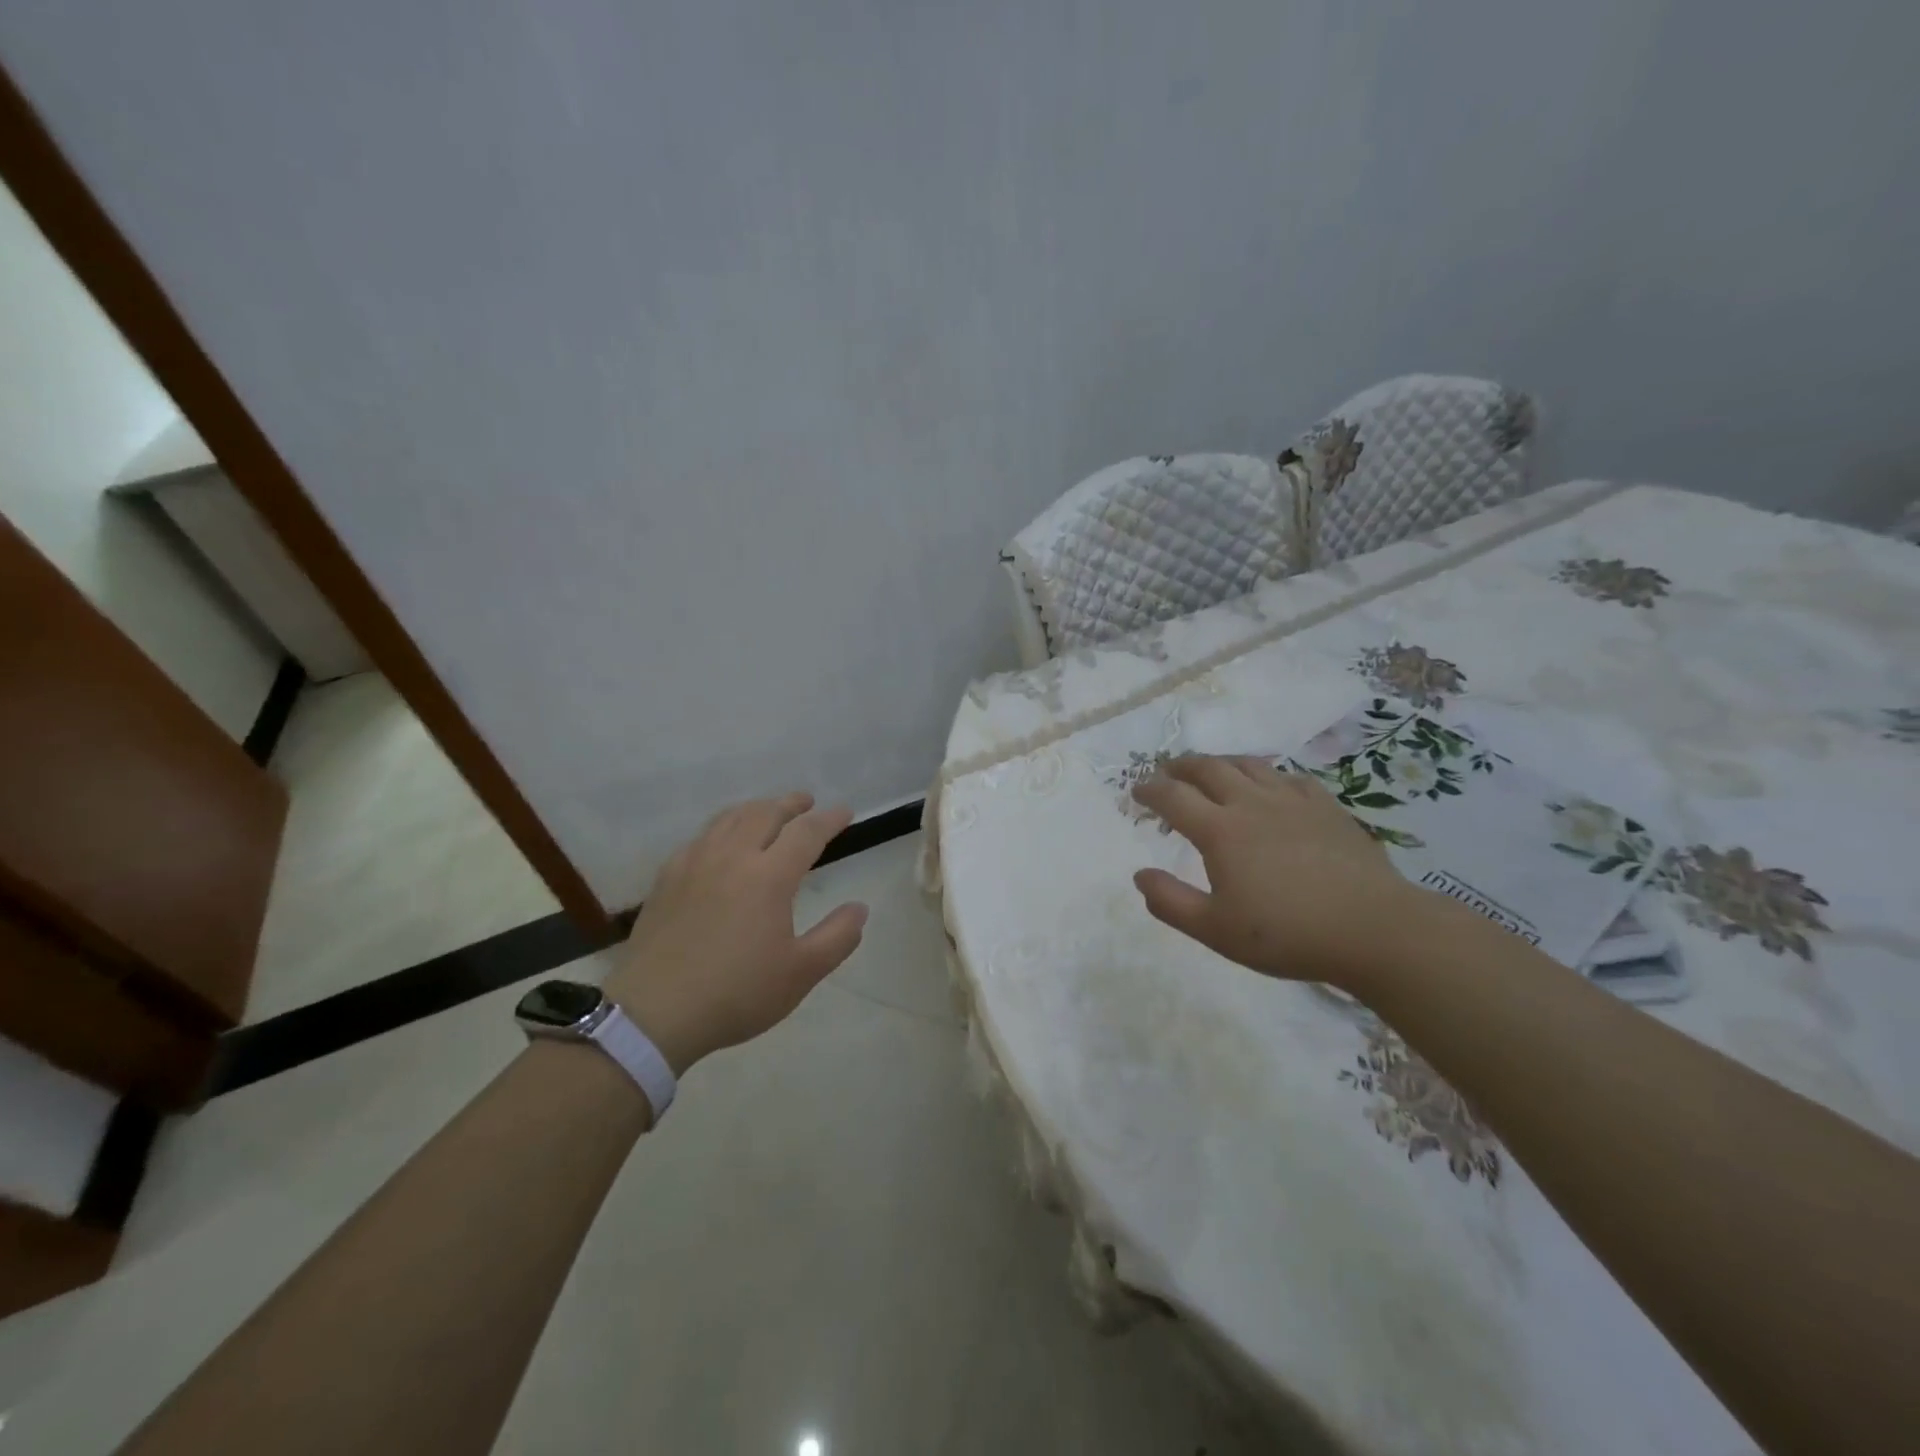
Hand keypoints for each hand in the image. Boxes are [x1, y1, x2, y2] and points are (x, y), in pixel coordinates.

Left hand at [604, 792, 867, 1073]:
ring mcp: (695, 863)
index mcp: (769, 876)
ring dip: (756, 808)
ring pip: (730, 818)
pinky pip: (701, 837)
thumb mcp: (801, 973)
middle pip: (765, 813)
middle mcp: (732, 857)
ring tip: (768, 811)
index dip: (829, 819)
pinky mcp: (667, 878)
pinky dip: (723, 827)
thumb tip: (860, 908)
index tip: (845, 813)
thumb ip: (837, 937)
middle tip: (807, 802)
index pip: (806, 832)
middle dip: (791, 803)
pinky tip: (721, 842)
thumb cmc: (736, 993)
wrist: (654, 1013)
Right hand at [1131, 755, 1424, 988]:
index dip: (1150, 790)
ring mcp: (1292, 800)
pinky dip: (1267, 775)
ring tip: (1211, 770)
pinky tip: (1270, 786)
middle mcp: (1251, 803)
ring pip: (1248, 765)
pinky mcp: (1326, 806)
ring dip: (1221, 763)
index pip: (1173, 797)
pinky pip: (1289, 777)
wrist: (1373, 929)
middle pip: (1208, 768)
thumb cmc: (1288, 933)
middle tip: (1167, 772)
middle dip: (1181, 766)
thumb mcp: (1216, 930)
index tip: (1136, 791)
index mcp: (1220, 831)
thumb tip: (1140, 875)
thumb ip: (1171, 902)